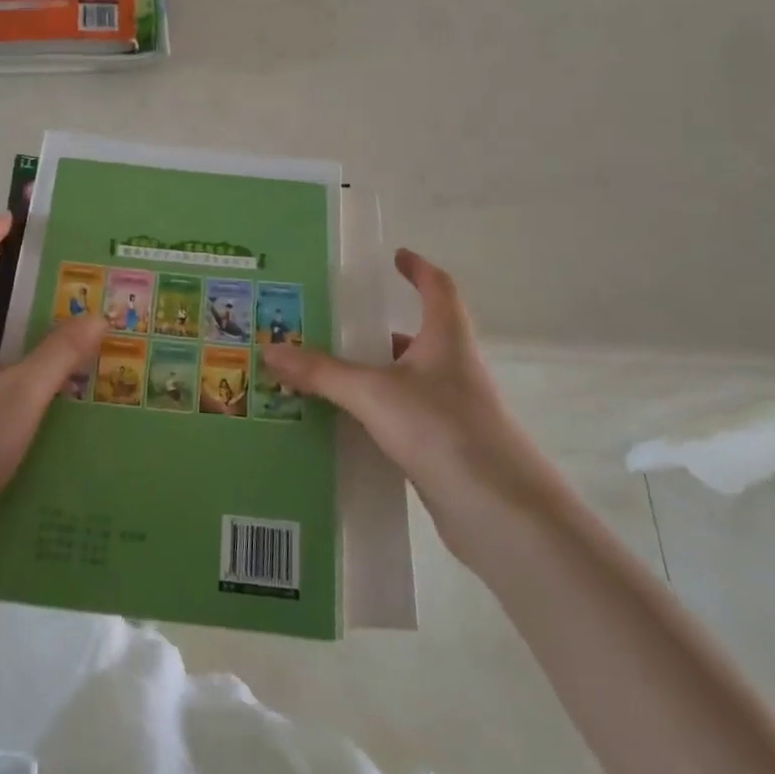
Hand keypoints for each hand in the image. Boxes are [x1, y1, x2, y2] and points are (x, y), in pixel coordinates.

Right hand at [261, 249, 563, 565]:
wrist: (504, 516)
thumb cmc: (444, 430)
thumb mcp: (374, 394)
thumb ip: (322, 373)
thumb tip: (270, 349)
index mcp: (447, 339)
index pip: (438, 287)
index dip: (418, 269)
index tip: (395, 256)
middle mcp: (453, 368)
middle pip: (415, 336)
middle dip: (375, 330)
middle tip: (328, 325)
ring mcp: (451, 411)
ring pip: (404, 380)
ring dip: (370, 374)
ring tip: (320, 374)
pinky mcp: (444, 448)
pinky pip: (401, 417)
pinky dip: (374, 413)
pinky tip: (340, 424)